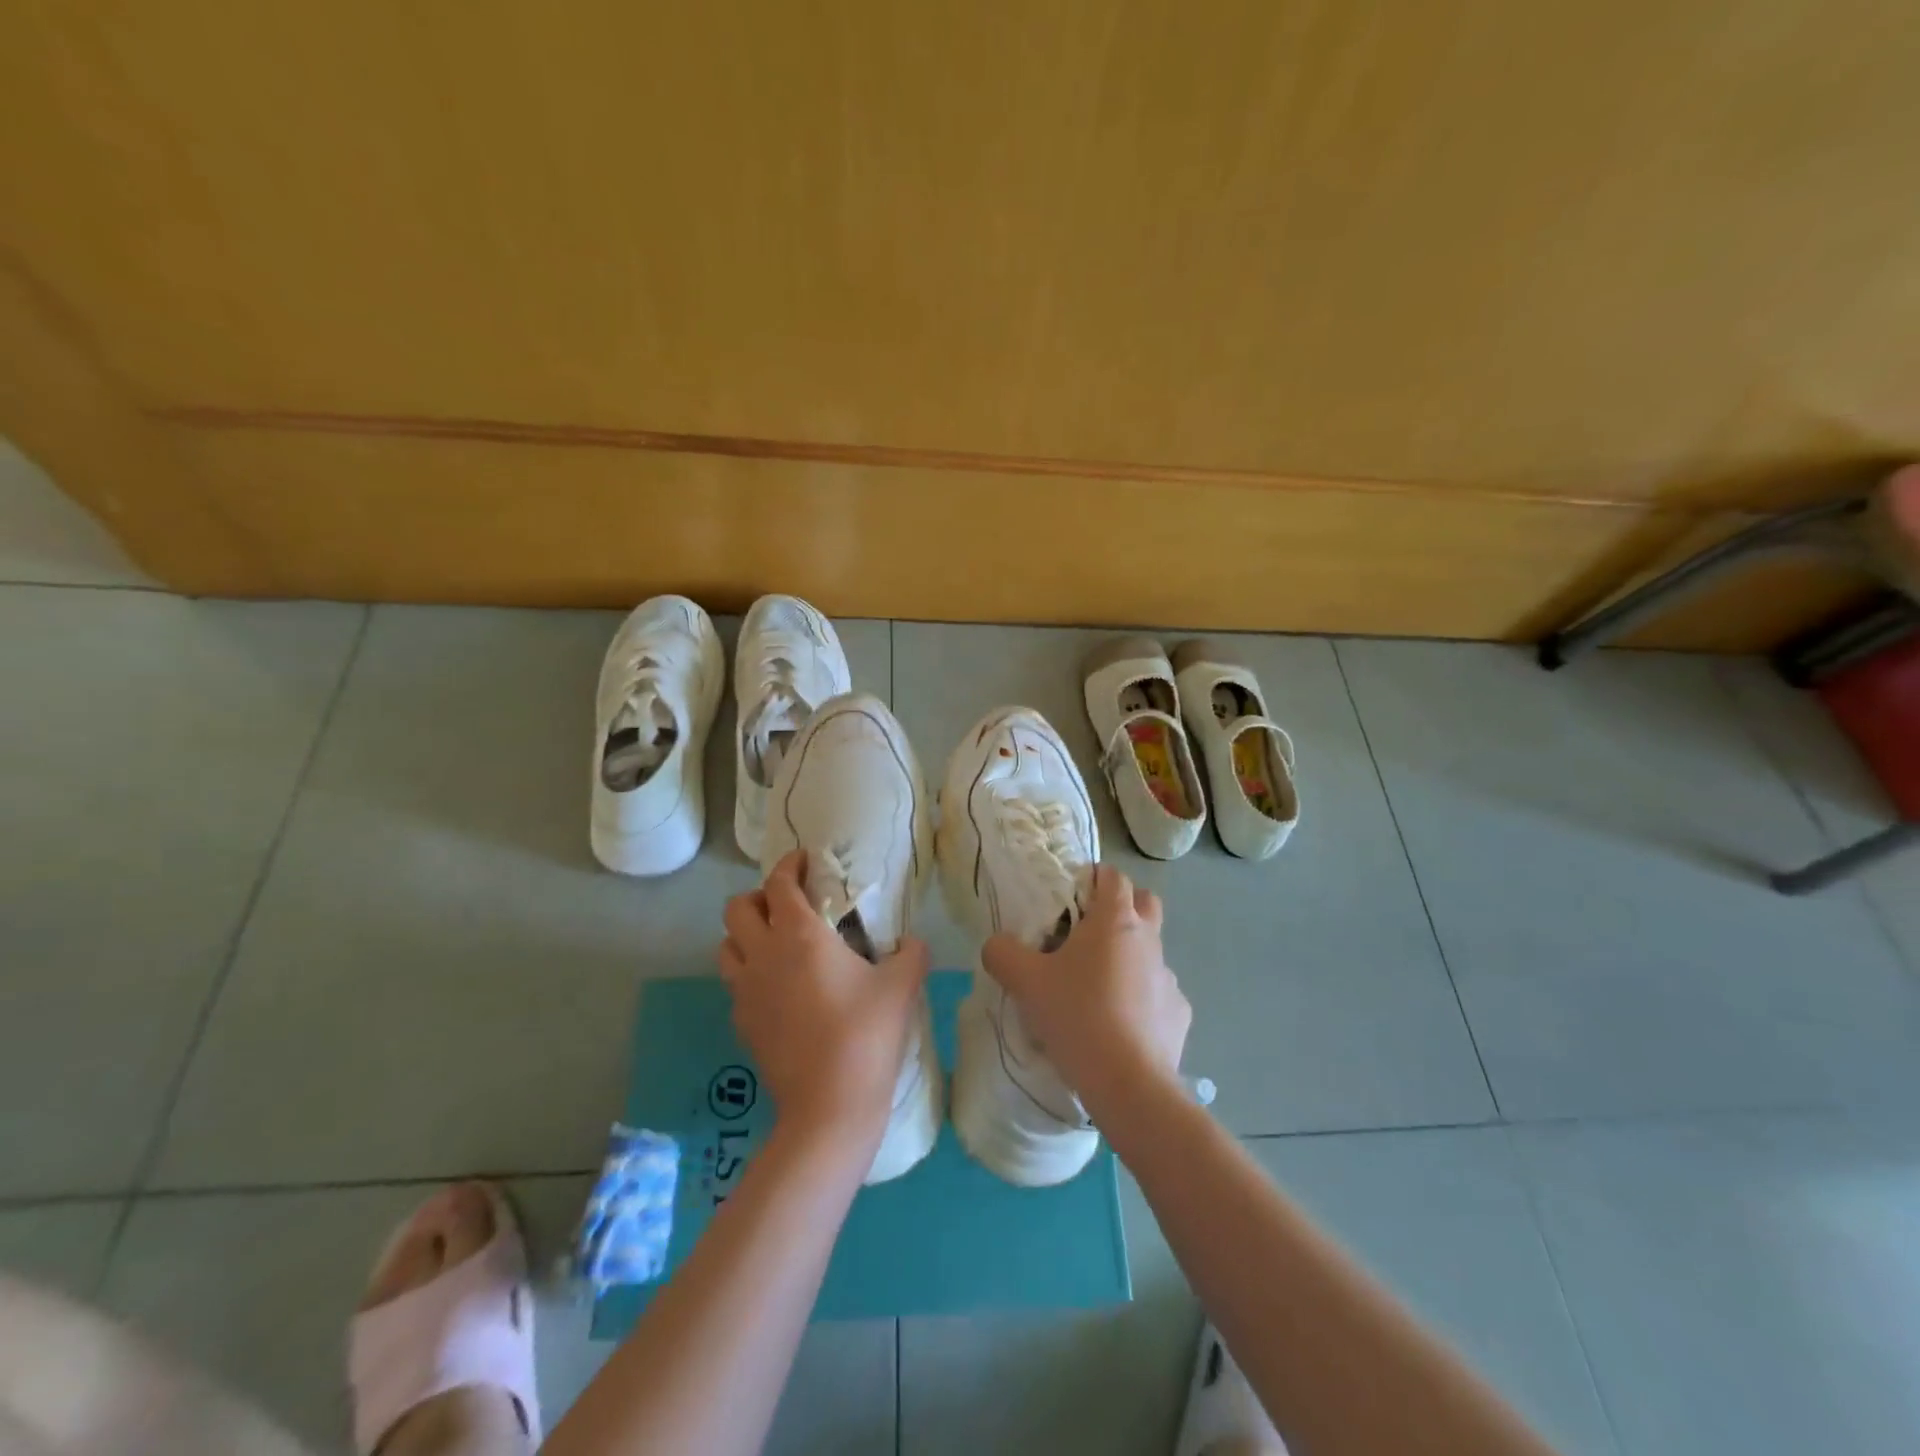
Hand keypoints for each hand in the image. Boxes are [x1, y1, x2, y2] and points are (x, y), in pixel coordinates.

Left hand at [718, 850, 929, 1153]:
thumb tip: (913, 943)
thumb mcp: (901, 985)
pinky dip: (750, 972)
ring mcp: (746, 991)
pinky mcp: (741, 1023)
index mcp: (799, 935)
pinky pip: (735, 983)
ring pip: (726, 945)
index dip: (789, 865)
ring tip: (776, 943)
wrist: (829, 1105)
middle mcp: (763, 955)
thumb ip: (911, 953)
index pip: (779, 883)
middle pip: (737, 908)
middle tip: (788, 905)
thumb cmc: (865, 1033)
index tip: (805, 862)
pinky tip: (778, 988)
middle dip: (759, 897)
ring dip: (746, 934)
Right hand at [980, 863, 1190, 1112]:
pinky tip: (1120, 1026)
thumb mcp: (1025, 982)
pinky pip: (1158, 994)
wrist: (1129, 1084)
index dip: (1092, 878)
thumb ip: (1003, 953)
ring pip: (1150, 951)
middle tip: (1089, 932)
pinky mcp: (1179, 1013)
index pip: (1112, 876)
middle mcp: (1148, 940)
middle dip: (1122, 906)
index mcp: (1115, 920)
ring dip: (1129, 957)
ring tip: (1098, 988)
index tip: (1070, 897)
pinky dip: (1141, 1000)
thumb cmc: (1077, 1016)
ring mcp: (1169, 977)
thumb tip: (997, 945)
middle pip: (1145, 902)